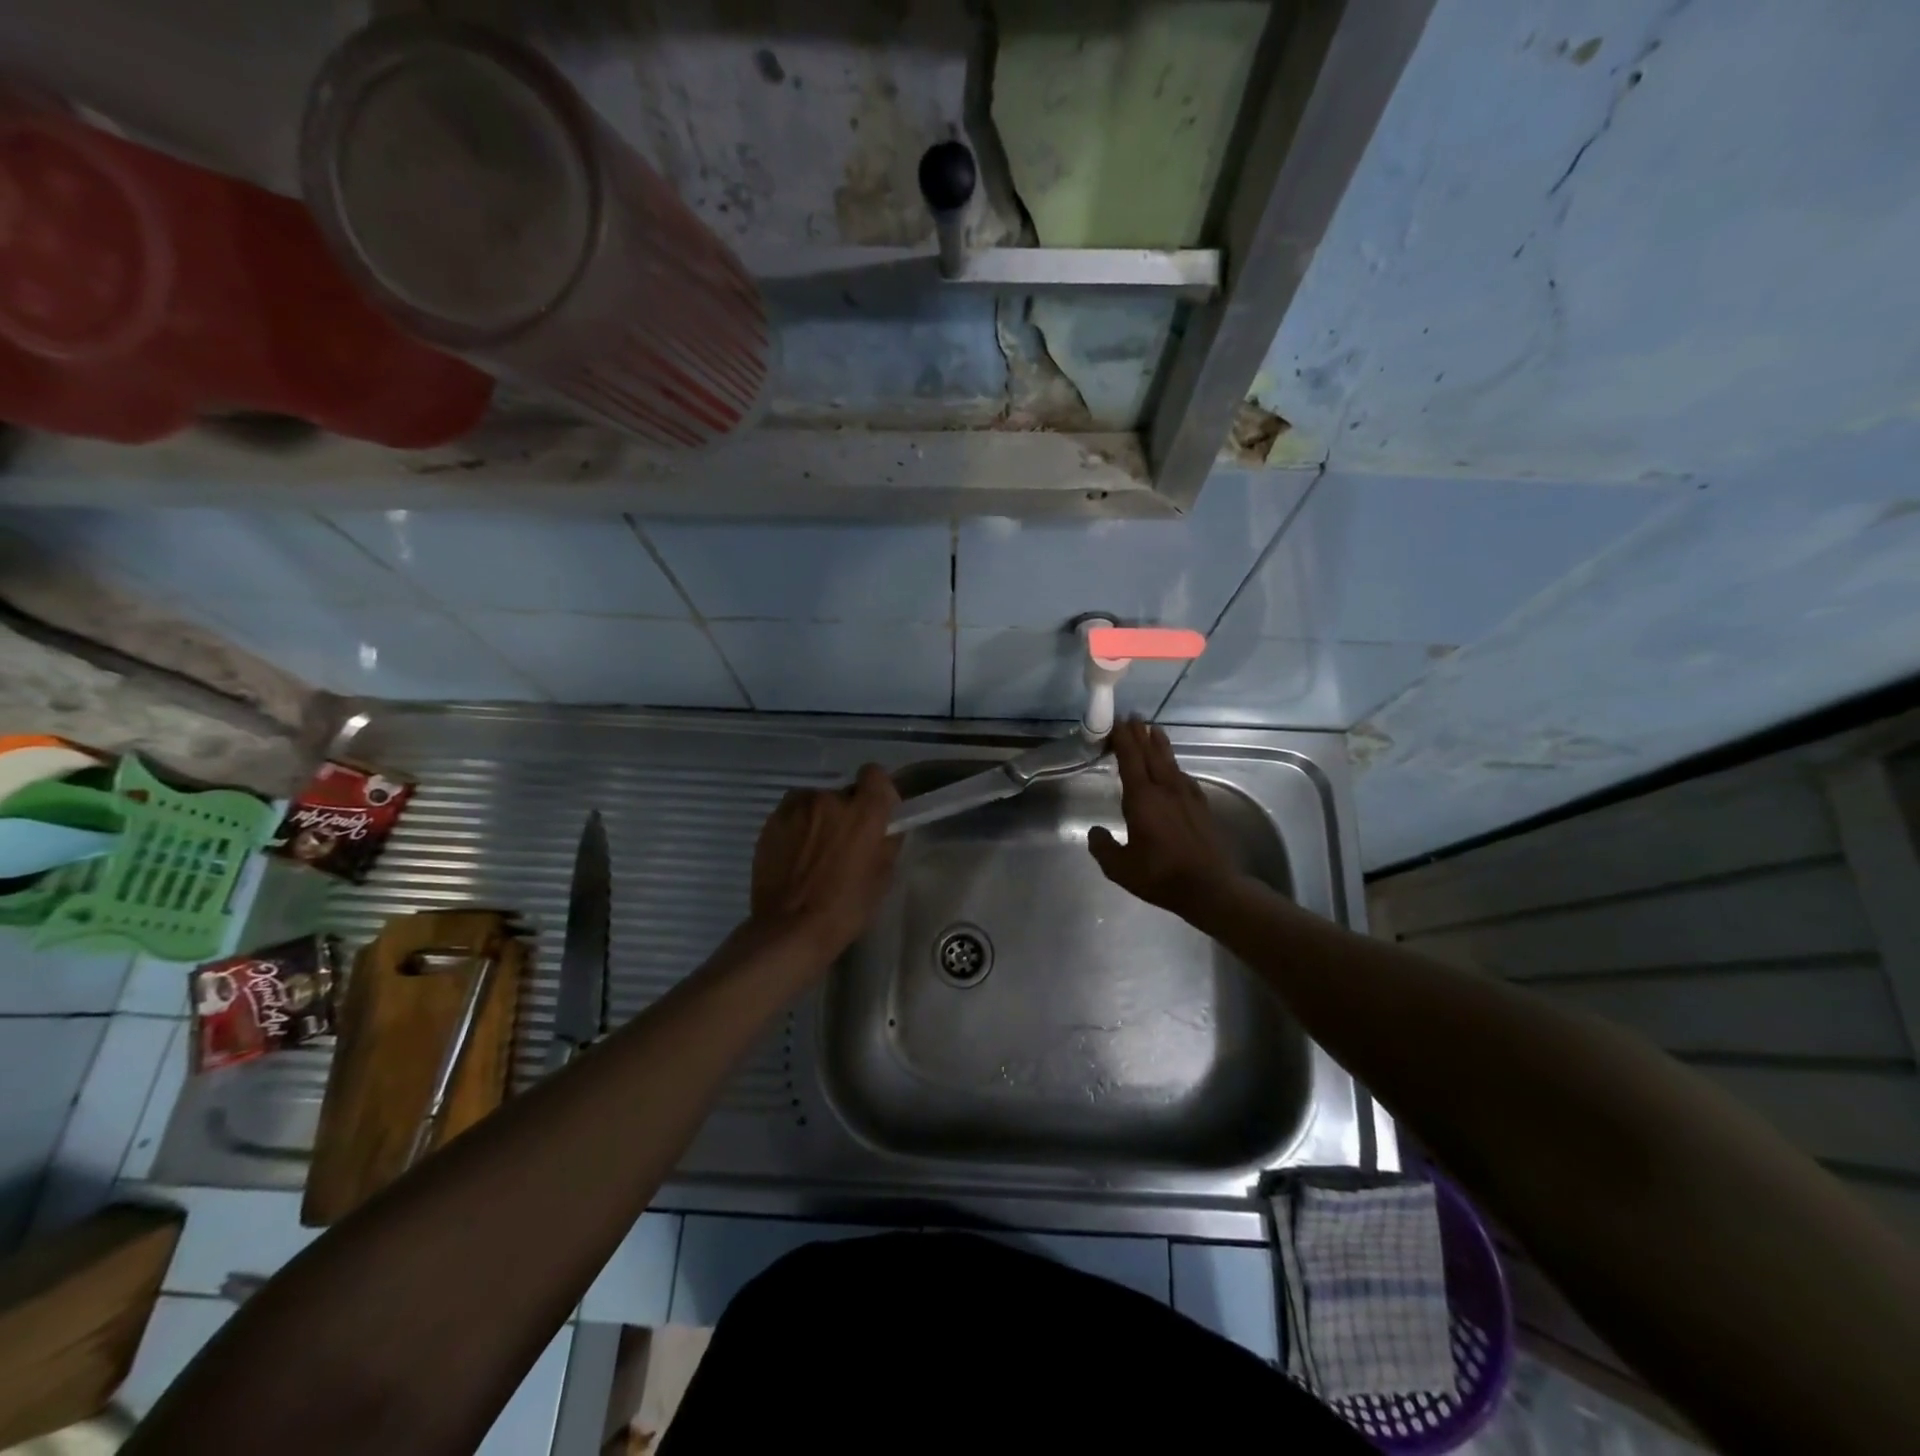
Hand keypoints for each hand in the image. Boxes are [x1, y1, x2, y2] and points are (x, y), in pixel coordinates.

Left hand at [750, 763, 900, 956]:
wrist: (789, 929)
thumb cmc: (845, 908)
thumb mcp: (882, 878)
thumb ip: (887, 842)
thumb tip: (886, 828)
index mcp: (863, 812)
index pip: (875, 774)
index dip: (877, 790)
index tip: (875, 811)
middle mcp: (829, 799)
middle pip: (843, 793)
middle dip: (846, 812)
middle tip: (843, 842)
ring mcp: (796, 808)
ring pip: (815, 803)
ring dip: (819, 818)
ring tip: (814, 851)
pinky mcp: (772, 822)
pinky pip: (792, 815)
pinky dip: (797, 828)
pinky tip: (794, 856)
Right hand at [1088, 719, 1239, 922]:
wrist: (1210, 887)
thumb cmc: (1160, 875)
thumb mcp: (1120, 868)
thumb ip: (1103, 847)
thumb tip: (1095, 832)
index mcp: (1142, 798)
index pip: (1130, 759)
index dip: (1123, 738)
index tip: (1116, 721)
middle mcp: (1165, 789)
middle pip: (1151, 753)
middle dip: (1140, 733)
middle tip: (1132, 716)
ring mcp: (1187, 796)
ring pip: (1170, 761)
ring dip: (1159, 744)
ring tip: (1153, 730)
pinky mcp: (1201, 806)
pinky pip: (1183, 777)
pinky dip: (1174, 766)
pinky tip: (1174, 770)